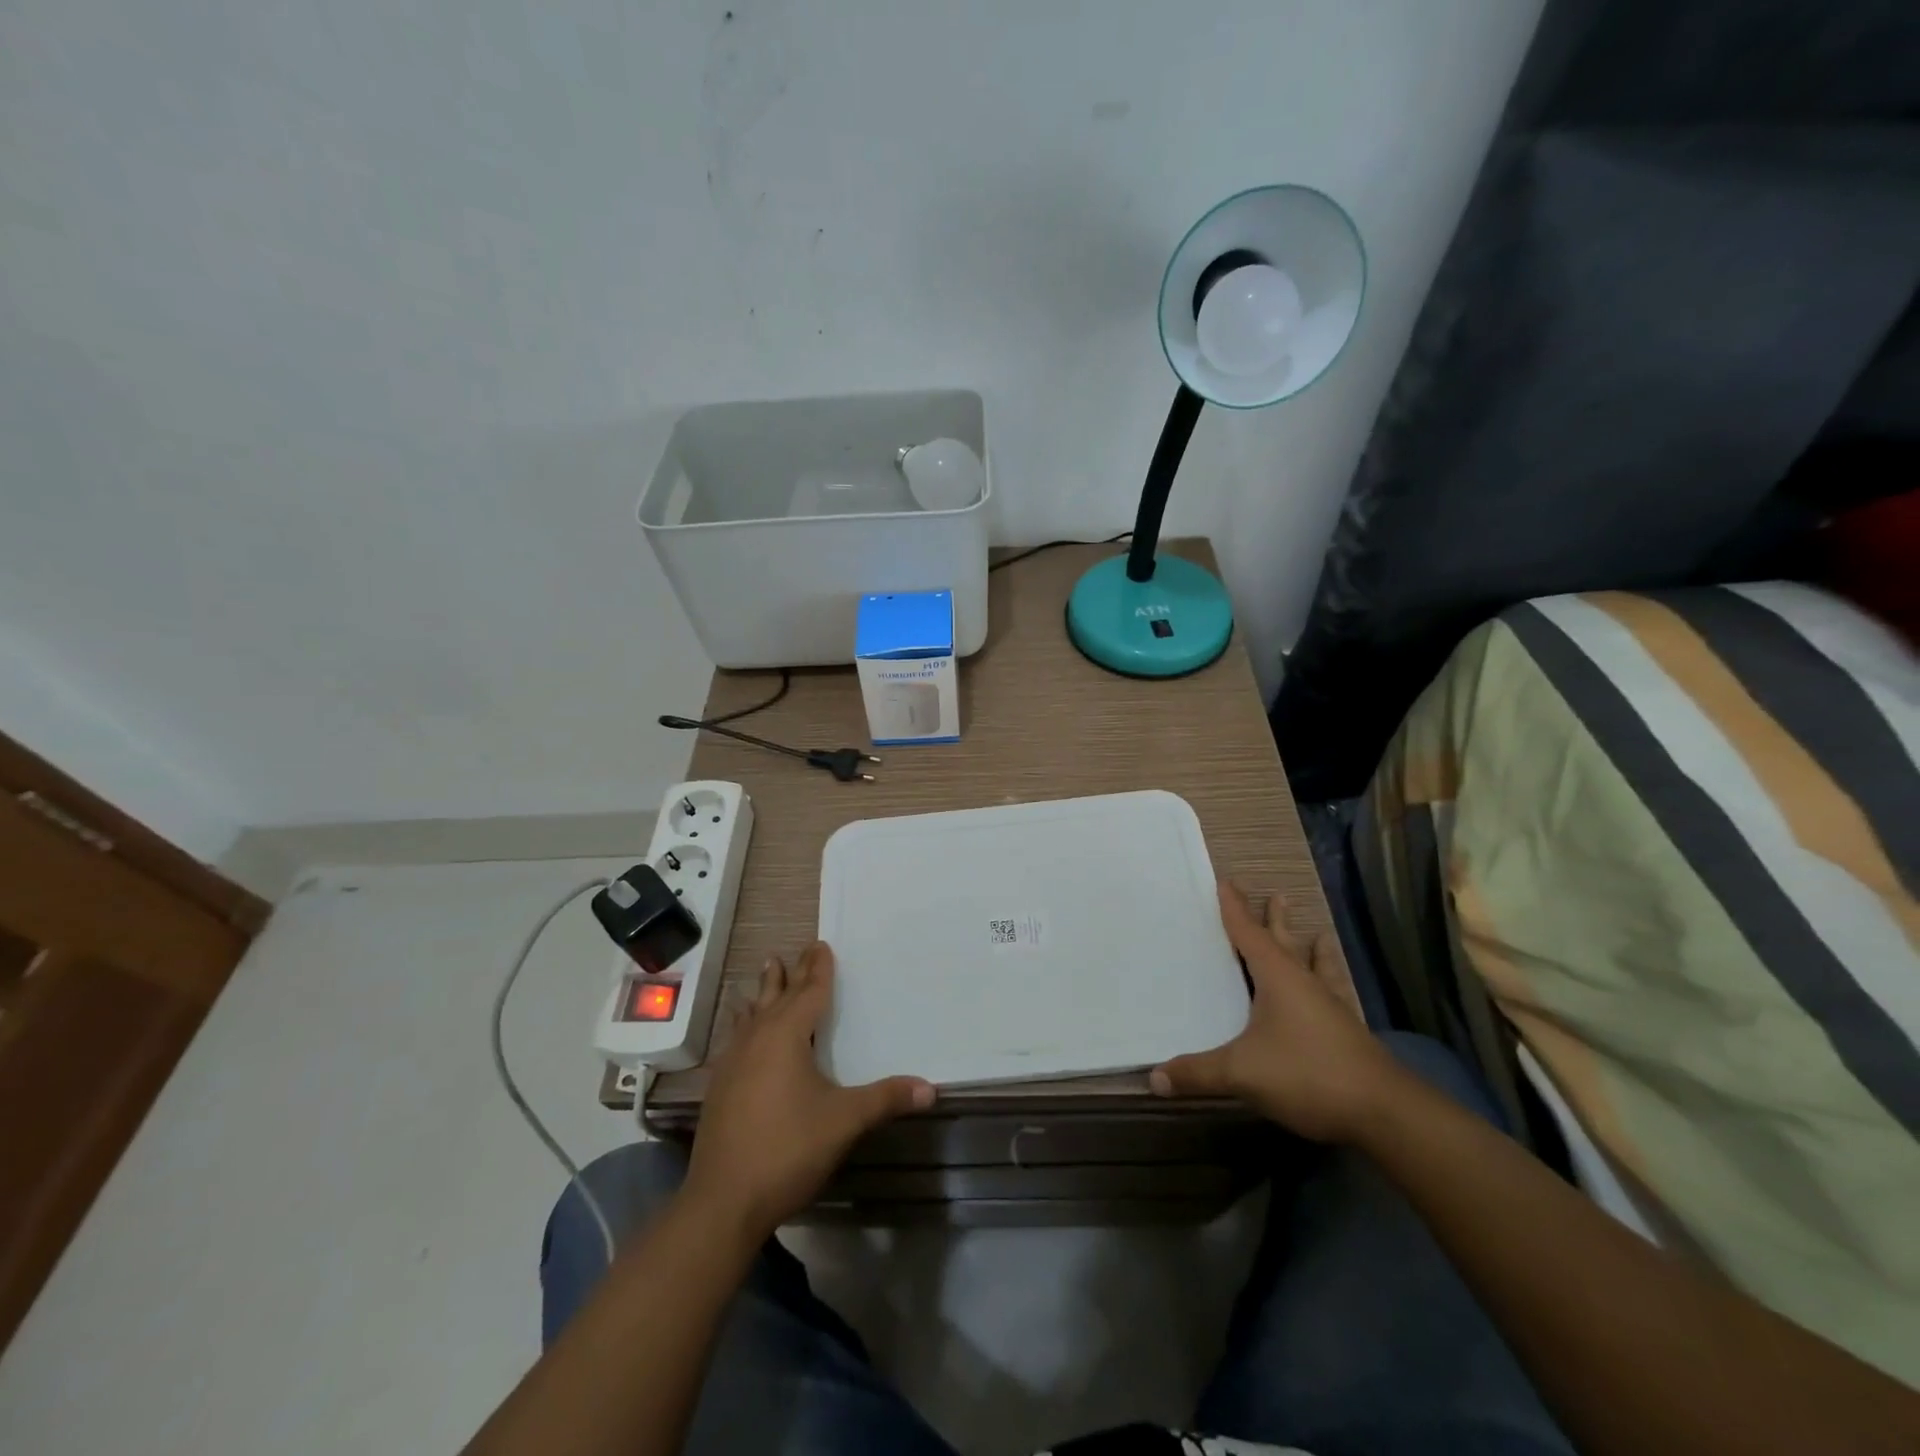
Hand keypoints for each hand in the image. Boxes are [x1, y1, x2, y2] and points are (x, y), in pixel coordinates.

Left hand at [682, 942, 934, 1242]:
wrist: (722, 1201)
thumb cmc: (787, 1149)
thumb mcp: (844, 1121)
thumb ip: (885, 1099)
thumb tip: (931, 1088)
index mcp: (786, 1036)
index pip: (808, 992)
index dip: (818, 969)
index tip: (821, 945)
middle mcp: (756, 1039)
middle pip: (776, 997)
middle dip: (790, 974)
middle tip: (796, 951)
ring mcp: (732, 1063)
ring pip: (751, 1015)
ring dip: (763, 994)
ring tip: (766, 973)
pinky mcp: (719, 1087)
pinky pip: (736, 1038)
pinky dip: (745, 1023)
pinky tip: (742, 1034)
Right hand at [1150, 882, 1397, 1142]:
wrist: (1385, 1112)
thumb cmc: (1308, 1074)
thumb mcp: (1243, 1073)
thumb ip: (1198, 1073)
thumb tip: (1154, 1077)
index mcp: (1277, 977)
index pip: (1248, 933)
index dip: (1235, 909)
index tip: (1226, 882)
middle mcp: (1304, 983)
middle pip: (1284, 942)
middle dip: (1274, 920)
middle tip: (1276, 895)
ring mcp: (1329, 1007)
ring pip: (1314, 966)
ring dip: (1309, 948)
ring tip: (1317, 933)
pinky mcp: (1347, 1032)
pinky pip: (1332, 994)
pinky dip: (1327, 983)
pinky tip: (1333, 992)